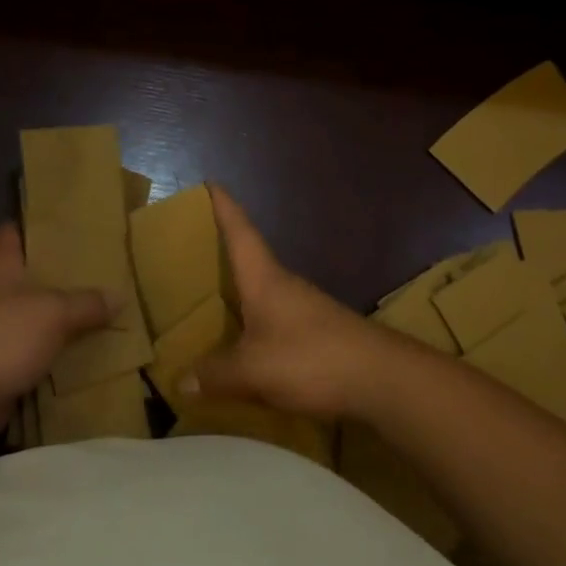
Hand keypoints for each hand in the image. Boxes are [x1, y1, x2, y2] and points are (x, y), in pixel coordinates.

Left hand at [0, 223, 113, 449]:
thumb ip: (86, 303)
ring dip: (65, 320)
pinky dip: (57, 356)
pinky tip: (90, 355)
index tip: (78, 226)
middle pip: (32, 276)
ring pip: (36, 317)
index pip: (17, 231)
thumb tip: (119, 295)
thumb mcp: (52, 312)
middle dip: (66, 276)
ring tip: (108, 312)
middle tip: (108, 272)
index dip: (44, 226)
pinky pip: (35, 354)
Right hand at [187, 187, 419, 419]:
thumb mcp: (254, 371)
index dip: (225, 207)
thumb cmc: (311, 358)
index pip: (240, 232)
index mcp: (264, 279)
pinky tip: (247, 345)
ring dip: (240, 292)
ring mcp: (305, 308)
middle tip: (193, 249)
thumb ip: (216, 375)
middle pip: (251, 259)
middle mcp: (284, 285)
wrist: (383, 379)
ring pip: (264, 292)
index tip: (211, 183)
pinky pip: (276, 320)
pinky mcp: (319, 333)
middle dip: (224, 252)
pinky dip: (256, 323)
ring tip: (211, 303)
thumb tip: (182, 382)